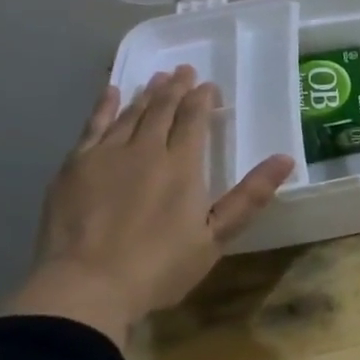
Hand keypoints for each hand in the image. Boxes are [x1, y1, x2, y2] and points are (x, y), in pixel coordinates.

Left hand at [5, 66, 294, 347]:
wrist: (85, 288)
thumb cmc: (159, 267)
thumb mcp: (215, 237)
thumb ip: (249, 196)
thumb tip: (286, 158)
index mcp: (182, 165)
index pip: (194, 119)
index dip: (203, 99)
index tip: (209, 86)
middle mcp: (146, 149)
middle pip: (163, 109)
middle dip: (176, 88)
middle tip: (184, 71)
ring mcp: (106, 155)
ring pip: (131, 113)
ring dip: (147, 93)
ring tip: (157, 78)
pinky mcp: (74, 167)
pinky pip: (92, 126)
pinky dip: (104, 107)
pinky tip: (110, 93)